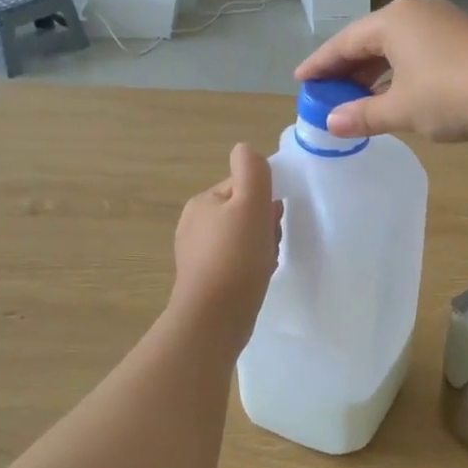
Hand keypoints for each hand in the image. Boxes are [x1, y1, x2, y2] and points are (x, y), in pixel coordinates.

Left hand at [171, 143, 281, 331]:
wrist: (214, 318)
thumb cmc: (236, 257)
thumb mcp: (250, 204)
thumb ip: (251, 171)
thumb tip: (245, 149)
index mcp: (203, 202)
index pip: (243, 186)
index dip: (264, 199)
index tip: (273, 218)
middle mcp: (194, 224)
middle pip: (243, 212)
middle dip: (264, 224)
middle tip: (271, 242)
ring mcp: (197, 254)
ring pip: (242, 237)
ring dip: (260, 245)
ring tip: (266, 262)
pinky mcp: (205, 280)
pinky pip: (236, 261)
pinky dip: (251, 265)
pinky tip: (258, 277)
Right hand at [293, 0, 467, 142]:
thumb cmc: (446, 95)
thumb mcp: (400, 109)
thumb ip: (363, 115)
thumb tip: (331, 123)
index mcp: (393, 21)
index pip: (345, 41)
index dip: (321, 63)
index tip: (301, 79)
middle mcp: (416, 12)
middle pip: (371, 39)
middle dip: (348, 66)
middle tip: (327, 89)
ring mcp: (444, 22)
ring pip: (397, 45)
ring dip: (375, 70)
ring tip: (359, 94)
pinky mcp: (464, 38)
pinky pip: (418, 50)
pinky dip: (400, 70)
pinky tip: (396, 91)